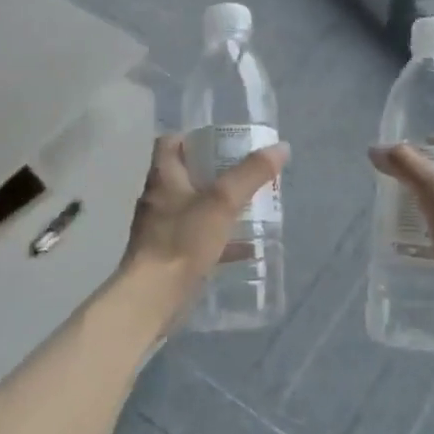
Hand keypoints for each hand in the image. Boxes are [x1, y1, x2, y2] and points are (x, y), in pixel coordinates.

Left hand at [118, 134, 289, 329]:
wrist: (153, 297)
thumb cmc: (183, 240)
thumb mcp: (223, 202)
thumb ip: (251, 174)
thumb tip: (280, 147)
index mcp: (163, 178)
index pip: (170, 143)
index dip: (193, 136)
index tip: (221, 140)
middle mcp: (158, 199)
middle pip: (184, 175)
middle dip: (213, 172)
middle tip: (245, 172)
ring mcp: (161, 230)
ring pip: (192, 208)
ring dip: (217, 206)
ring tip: (250, 205)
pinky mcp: (168, 256)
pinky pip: (197, 239)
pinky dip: (220, 239)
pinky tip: (246, 248)